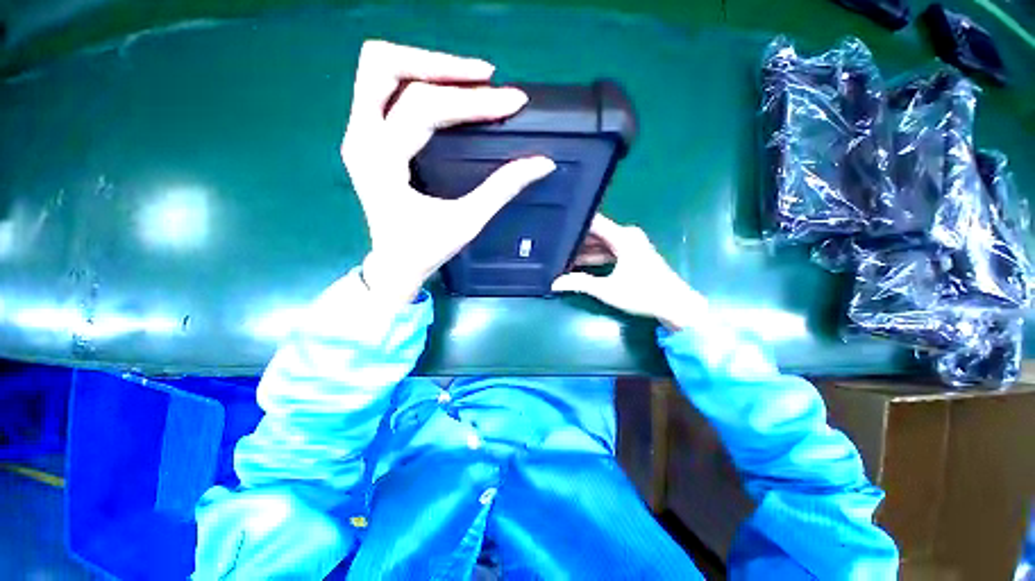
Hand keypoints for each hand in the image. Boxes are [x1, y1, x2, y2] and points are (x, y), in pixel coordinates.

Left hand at [341, 40, 555, 306]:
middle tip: (485, 78)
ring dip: (427, 66)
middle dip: (441, 66)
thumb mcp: (466, 222)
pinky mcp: (366, 135)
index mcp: (381, 162)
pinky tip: (449, 93)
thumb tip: (542, 163)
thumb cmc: (426, 249)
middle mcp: (360, 138)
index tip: (512, 101)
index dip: (472, 102)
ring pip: (380, 70)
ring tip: (471, 80)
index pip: (424, 110)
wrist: (395, 264)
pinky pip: (385, 88)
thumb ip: (501, 189)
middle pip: (385, 67)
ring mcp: (358, 133)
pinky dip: (418, 80)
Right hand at [552, 214, 706, 330]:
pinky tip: (578, 263)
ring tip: (561, 256)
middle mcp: (627, 235)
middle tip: (553, 244)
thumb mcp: (608, 289)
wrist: (675, 305)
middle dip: (575, 240)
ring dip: (584, 250)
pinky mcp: (633, 254)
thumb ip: (580, 283)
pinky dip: (595, 256)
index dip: (574, 223)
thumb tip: (554, 283)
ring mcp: (631, 244)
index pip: (593, 222)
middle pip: (596, 233)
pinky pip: (608, 250)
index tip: (555, 227)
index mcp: (623, 237)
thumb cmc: (643, 294)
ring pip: (601, 243)